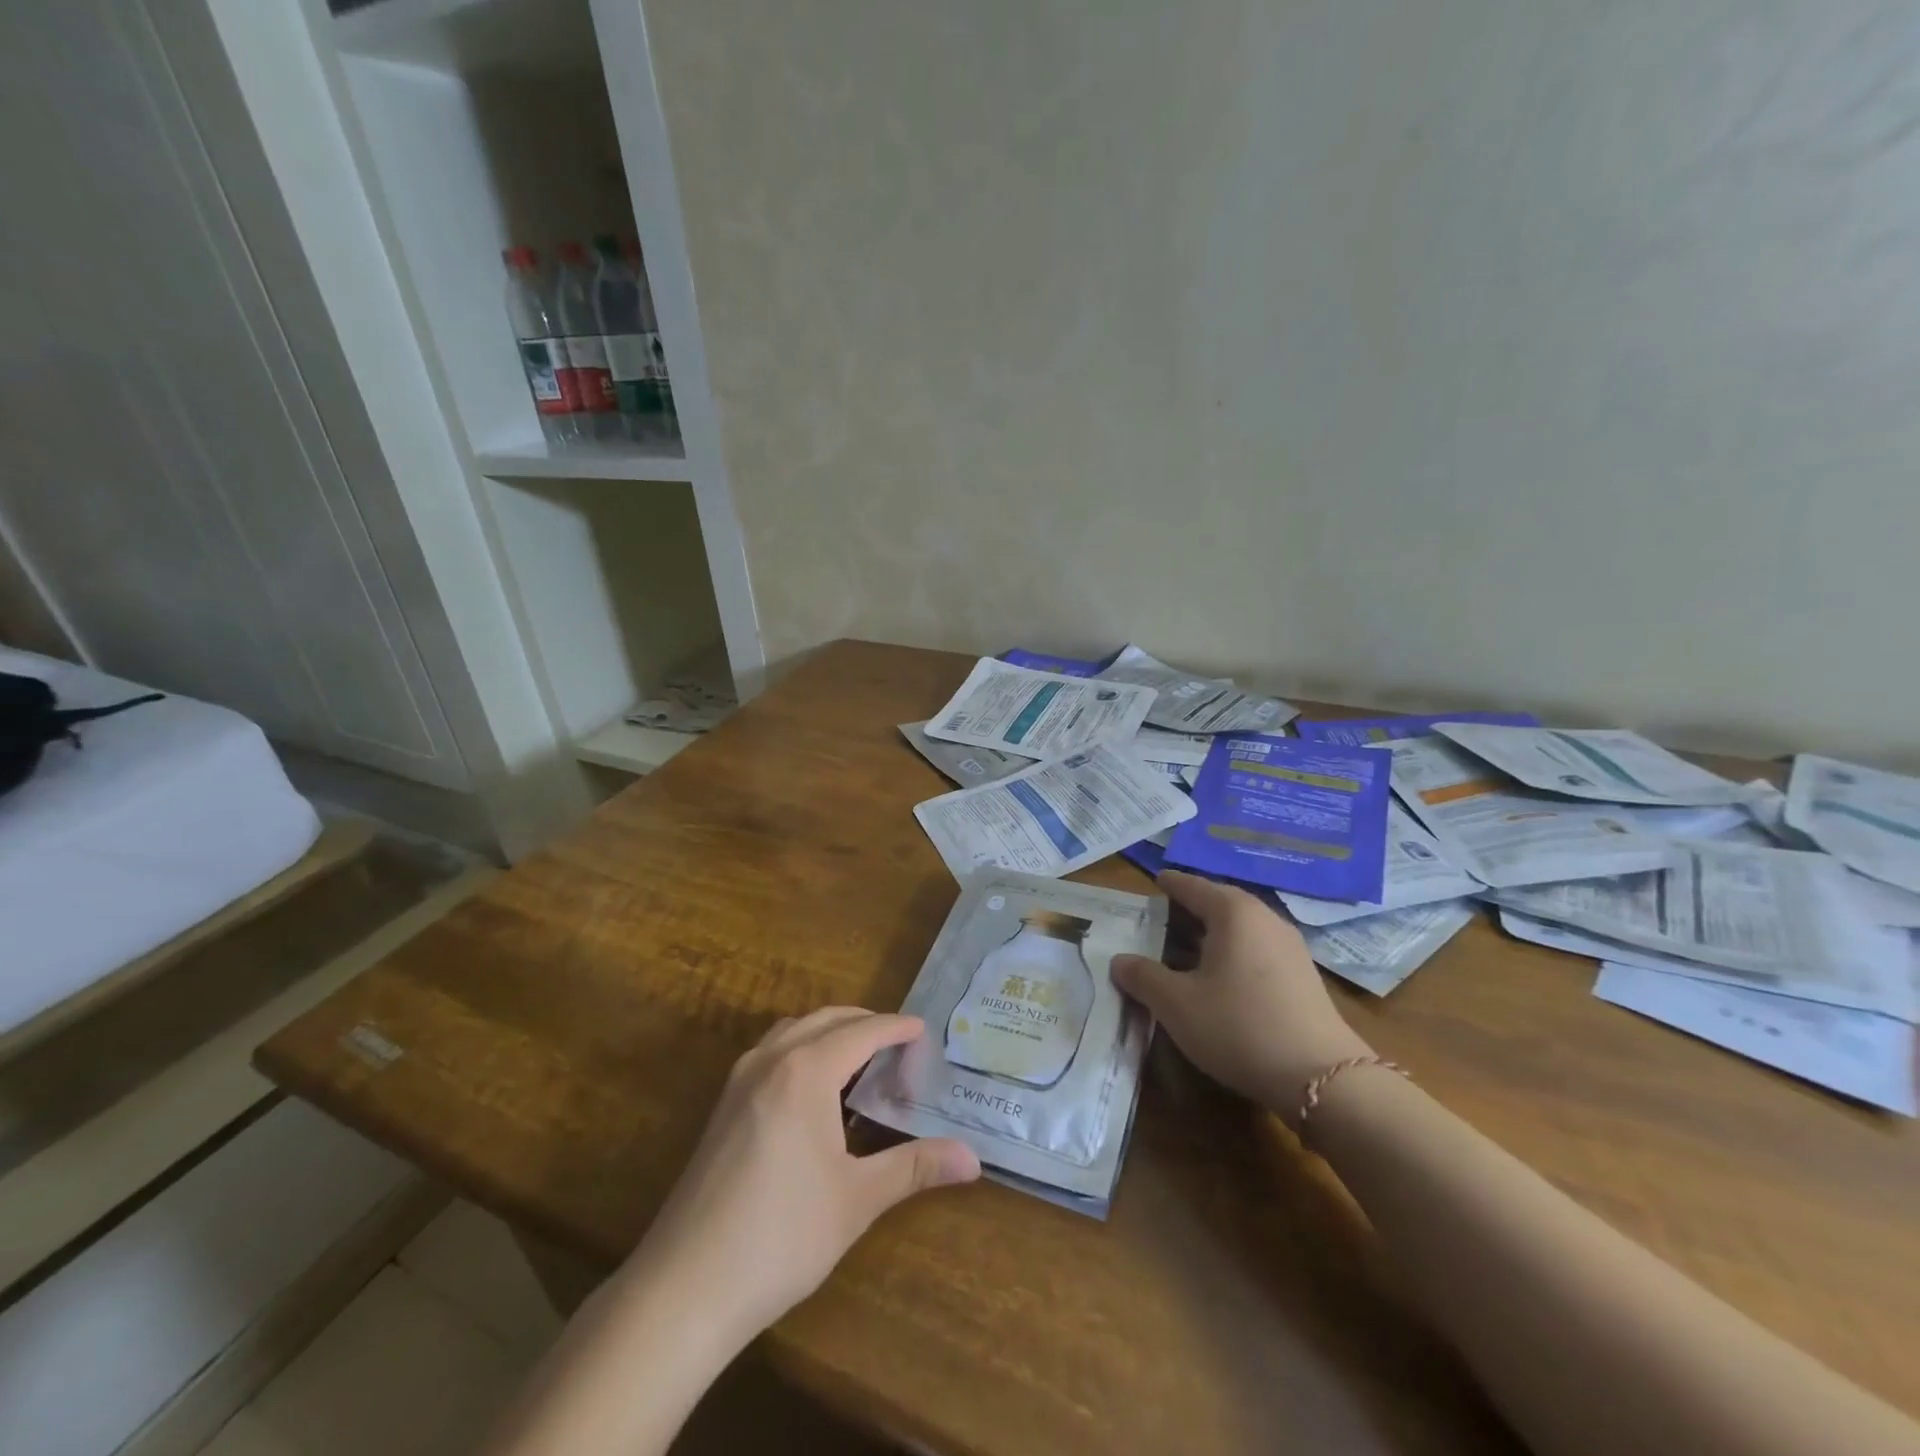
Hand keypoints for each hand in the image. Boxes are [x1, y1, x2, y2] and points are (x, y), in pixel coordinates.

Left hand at [633, 1008, 979, 1344]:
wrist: (685, 1286)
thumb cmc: (782, 1235)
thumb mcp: (858, 1199)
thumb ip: (915, 1167)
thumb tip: (973, 1159)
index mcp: (806, 1070)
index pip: (862, 1031)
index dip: (896, 1028)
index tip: (923, 1029)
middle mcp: (771, 1060)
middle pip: (826, 1019)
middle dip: (865, 1023)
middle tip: (898, 1043)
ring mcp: (739, 1080)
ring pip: (793, 1031)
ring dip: (829, 1031)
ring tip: (858, 1058)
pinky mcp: (722, 1106)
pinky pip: (770, 1052)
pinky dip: (801, 1049)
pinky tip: (811, 1089)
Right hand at [1111, 870, 1373, 1125]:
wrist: (1322, 1078)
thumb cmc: (1239, 1027)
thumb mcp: (1176, 1004)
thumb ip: (1143, 977)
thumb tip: (1119, 960)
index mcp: (1233, 913)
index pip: (1194, 887)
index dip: (1172, 884)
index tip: (1156, 880)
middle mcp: (1265, 919)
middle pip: (1222, 902)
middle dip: (1193, 906)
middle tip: (1165, 914)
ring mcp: (1290, 947)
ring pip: (1243, 927)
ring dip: (1215, 931)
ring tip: (1188, 945)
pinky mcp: (1304, 976)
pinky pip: (1258, 948)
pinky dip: (1234, 951)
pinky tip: (1222, 975)